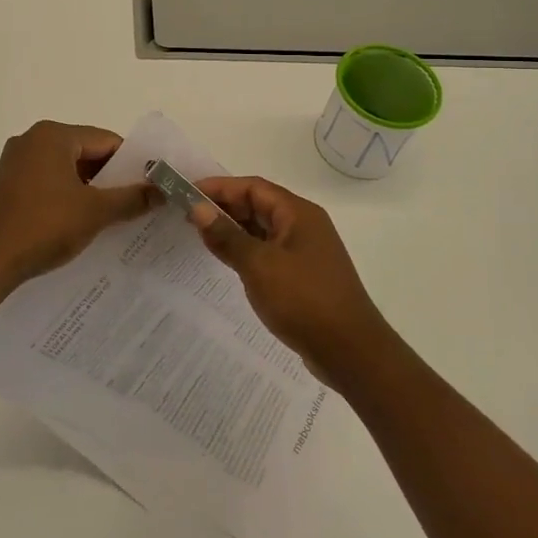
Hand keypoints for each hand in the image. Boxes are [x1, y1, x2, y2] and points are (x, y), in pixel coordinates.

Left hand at [0, 121, 157, 287]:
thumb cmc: (44, 226)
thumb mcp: (95, 212)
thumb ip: (132, 198)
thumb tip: (166, 190)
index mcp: (53, 135)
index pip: (106, 140)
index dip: (133, 163)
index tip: (152, 186)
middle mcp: (32, 140)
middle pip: (86, 152)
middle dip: (112, 177)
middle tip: (139, 202)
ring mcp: (16, 162)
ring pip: (67, 169)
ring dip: (91, 189)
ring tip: (116, 216)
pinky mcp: (8, 185)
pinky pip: (49, 182)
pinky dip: (68, 196)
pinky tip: (82, 221)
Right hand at [192, 176, 389, 387]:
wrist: (350, 351)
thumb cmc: (303, 300)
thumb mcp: (258, 265)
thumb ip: (226, 235)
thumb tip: (198, 208)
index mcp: (298, 213)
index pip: (253, 187)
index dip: (219, 187)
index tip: (188, 192)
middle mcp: (304, 225)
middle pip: (258, 204)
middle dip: (224, 206)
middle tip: (188, 215)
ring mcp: (305, 251)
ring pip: (262, 229)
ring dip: (233, 229)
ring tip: (201, 235)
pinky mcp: (303, 274)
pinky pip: (268, 250)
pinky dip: (246, 249)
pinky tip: (227, 259)